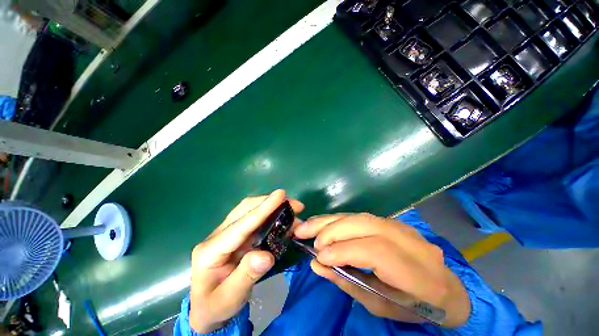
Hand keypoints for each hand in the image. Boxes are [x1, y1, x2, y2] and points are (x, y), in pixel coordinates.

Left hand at [189, 190, 303, 332]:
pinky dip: (272, 218)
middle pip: (246, 209)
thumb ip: (246, 277)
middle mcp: (219, 236)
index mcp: (210, 250)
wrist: (207, 311)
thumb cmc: (215, 307)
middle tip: (296, 205)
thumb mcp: (229, 300)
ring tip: (294, 212)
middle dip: (271, 203)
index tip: (281, 195)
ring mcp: (228, 234)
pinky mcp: (238, 236)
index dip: (262, 209)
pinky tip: (284, 222)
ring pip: (251, 211)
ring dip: (273, 208)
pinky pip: (256, 221)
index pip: (241, 225)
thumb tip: (267, 256)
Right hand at [294, 213, 470, 327]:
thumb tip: (317, 263)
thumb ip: (347, 282)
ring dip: (330, 220)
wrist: (443, 288)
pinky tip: (322, 222)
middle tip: (307, 237)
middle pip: (365, 225)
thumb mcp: (380, 305)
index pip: (375, 251)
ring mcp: (400, 226)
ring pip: (359, 216)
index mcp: (418, 272)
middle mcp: (410, 242)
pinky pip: (358, 216)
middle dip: (332, 230)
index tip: (319, 257)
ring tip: (307, 226)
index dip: (344, 251)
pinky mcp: (390, 221)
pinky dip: (337, 219)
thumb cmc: (412, 306)